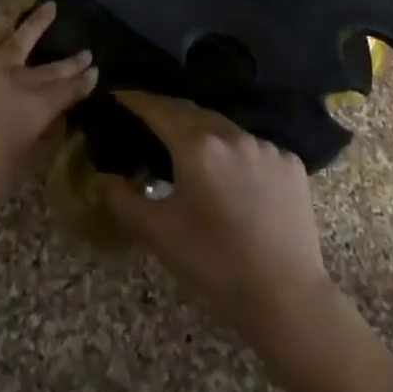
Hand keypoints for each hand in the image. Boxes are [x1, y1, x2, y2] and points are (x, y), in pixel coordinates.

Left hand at [0, 3, 96, 231]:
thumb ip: (41, 141)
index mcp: (35, 109)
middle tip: (86, 50)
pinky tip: (5, 20)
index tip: (94, 71)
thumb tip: (54, 122)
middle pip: (49, 67)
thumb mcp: (21, 169)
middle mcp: (15, 81)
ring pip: (17, 38)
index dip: (82, 81)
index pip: (67, 90)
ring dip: (36, 23)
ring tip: (50, 7)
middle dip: (70, 60)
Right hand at [98, 91, 335, 345]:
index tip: (119, 94)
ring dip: (203, 132)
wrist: (286, 297)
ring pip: (224, 128)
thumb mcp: (159, 234)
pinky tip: (231, 175)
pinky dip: (235, 152)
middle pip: (192, 112)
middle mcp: (233, 135)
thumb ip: (124, 200)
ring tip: (188, 147)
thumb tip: (101, 178)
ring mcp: (266, 147)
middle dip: (167, 111)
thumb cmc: (214, 264)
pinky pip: (253, 147)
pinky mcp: (290, 163)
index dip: (137, 100)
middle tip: (147, 118)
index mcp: (197, 146)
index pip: (159, 109)